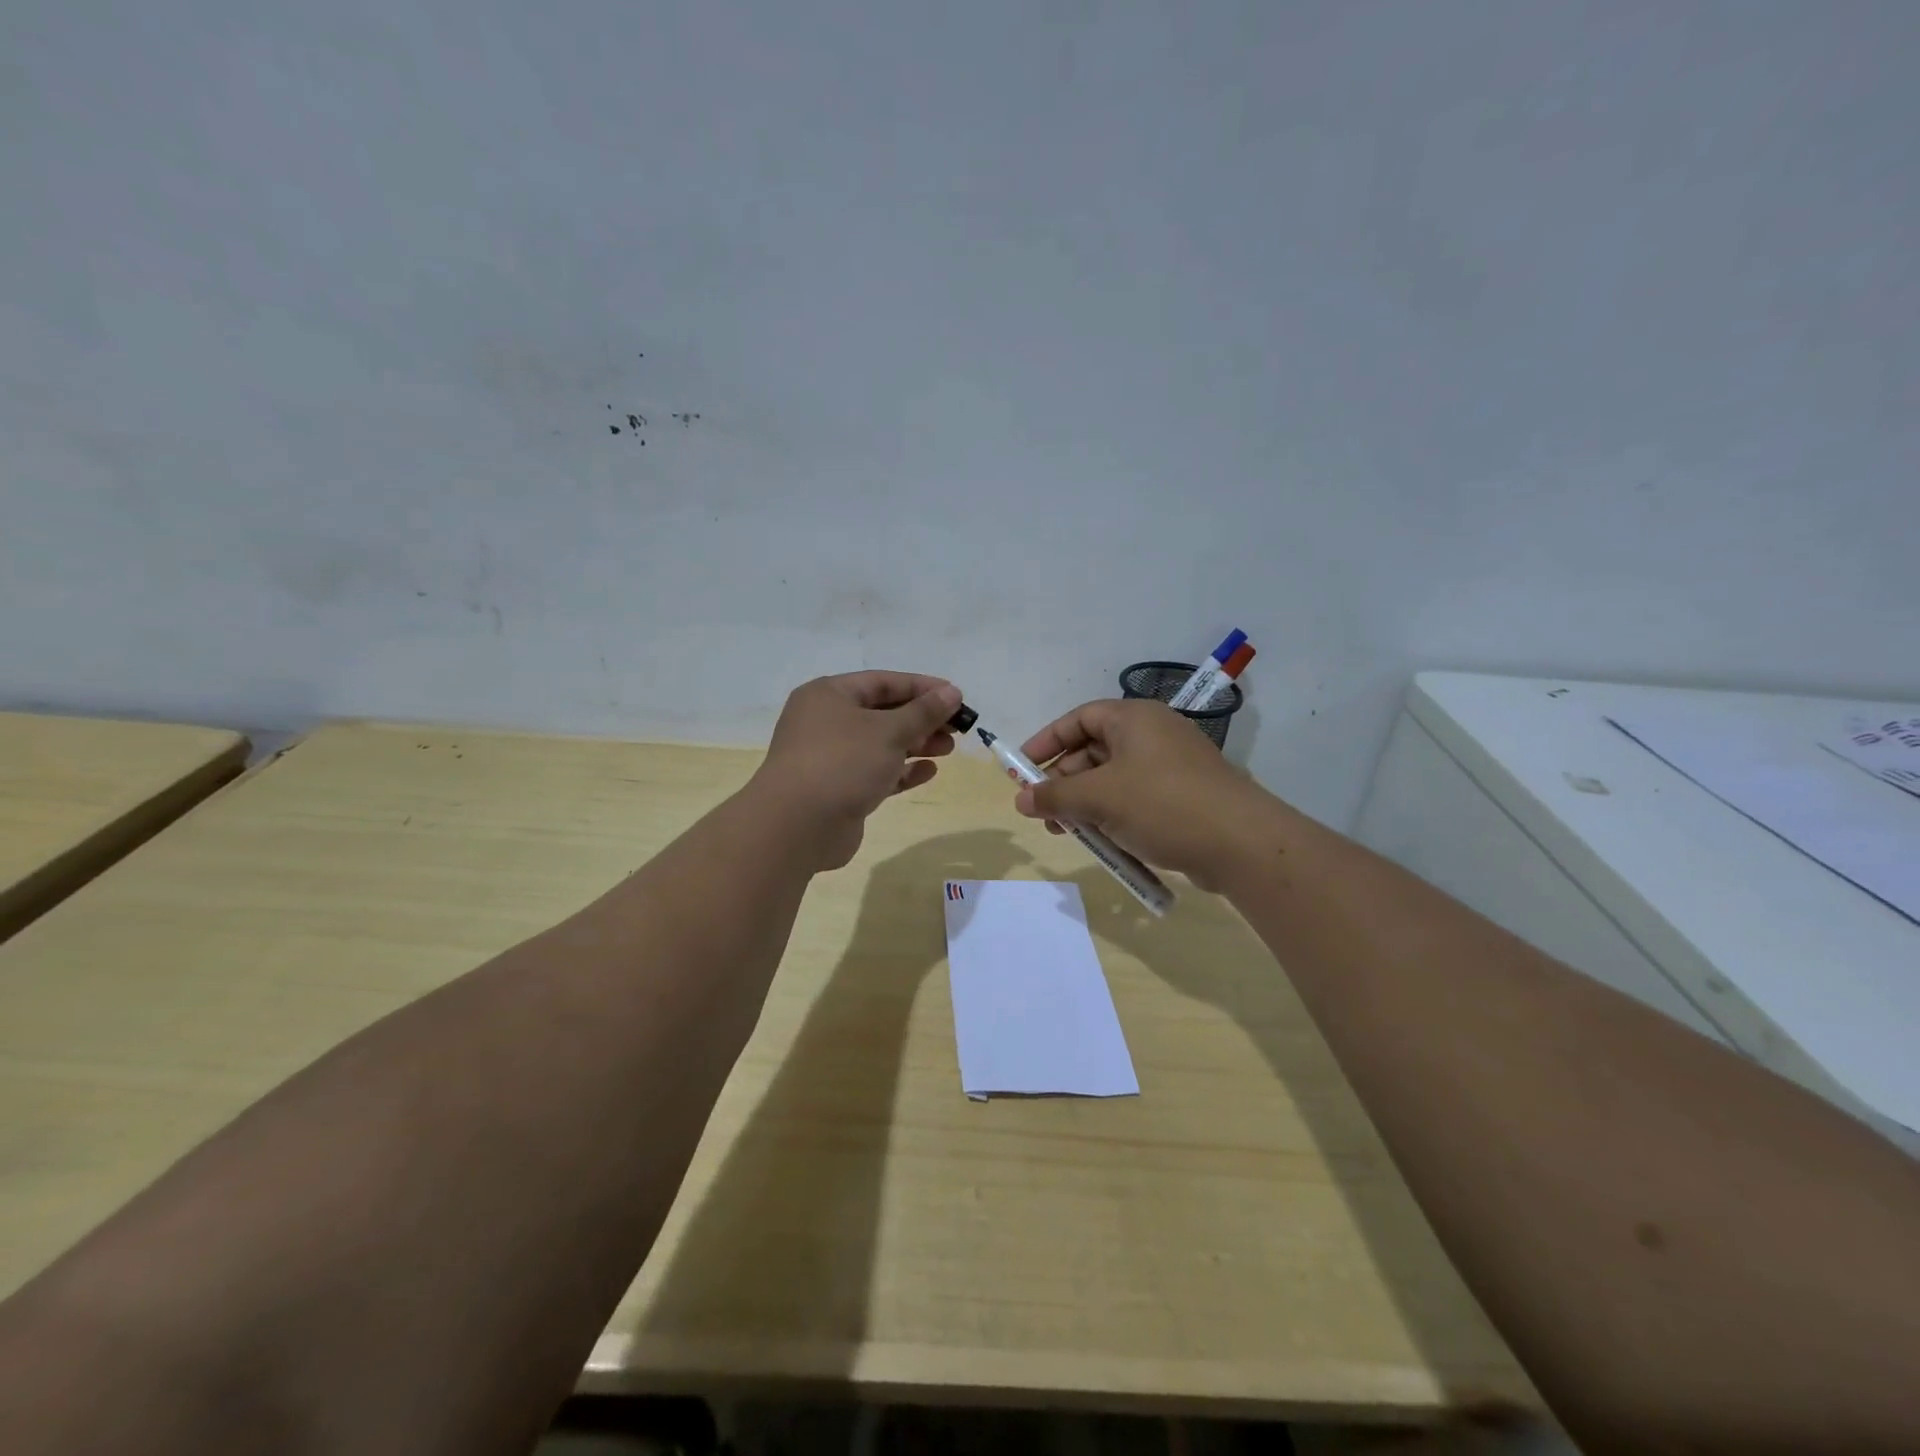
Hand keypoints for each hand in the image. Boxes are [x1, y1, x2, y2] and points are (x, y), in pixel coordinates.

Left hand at [751, 671, 962, 870]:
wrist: (797, 826)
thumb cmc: (842, 763)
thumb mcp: (889, 731)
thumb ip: (923, 712)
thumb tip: (952, 693)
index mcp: (829, 695)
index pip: (883, 682)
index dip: (922, 687)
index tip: (957, 697)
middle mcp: (826, 721)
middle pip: (883, 713)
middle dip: (921, 719)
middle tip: (957, 729)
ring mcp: (831, 757)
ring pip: (880, 744)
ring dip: (915, 744)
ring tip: (948, 749)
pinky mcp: (838, 789)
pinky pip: (875, 772)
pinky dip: (901, 771)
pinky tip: (928, 772)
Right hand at [1013, 698, 1266, 889]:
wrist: (1241, 843)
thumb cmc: (1162, 804)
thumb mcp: (1099, 798)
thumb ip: (1055, 796)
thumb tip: (1021, 800)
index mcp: (1134, 719)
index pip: (1079, 719)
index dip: (1047, 741)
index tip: (1022, 769)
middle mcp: (1152, 735)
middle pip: (1094, 750)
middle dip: (1064, 782)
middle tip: (1044, 811)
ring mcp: (1171, 767)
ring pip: (1113, 779)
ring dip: (1085, 804)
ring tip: (1066, 833)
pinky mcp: (1183, 797)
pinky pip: (1135, 799)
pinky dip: (1113, 816)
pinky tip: (1102, 842)